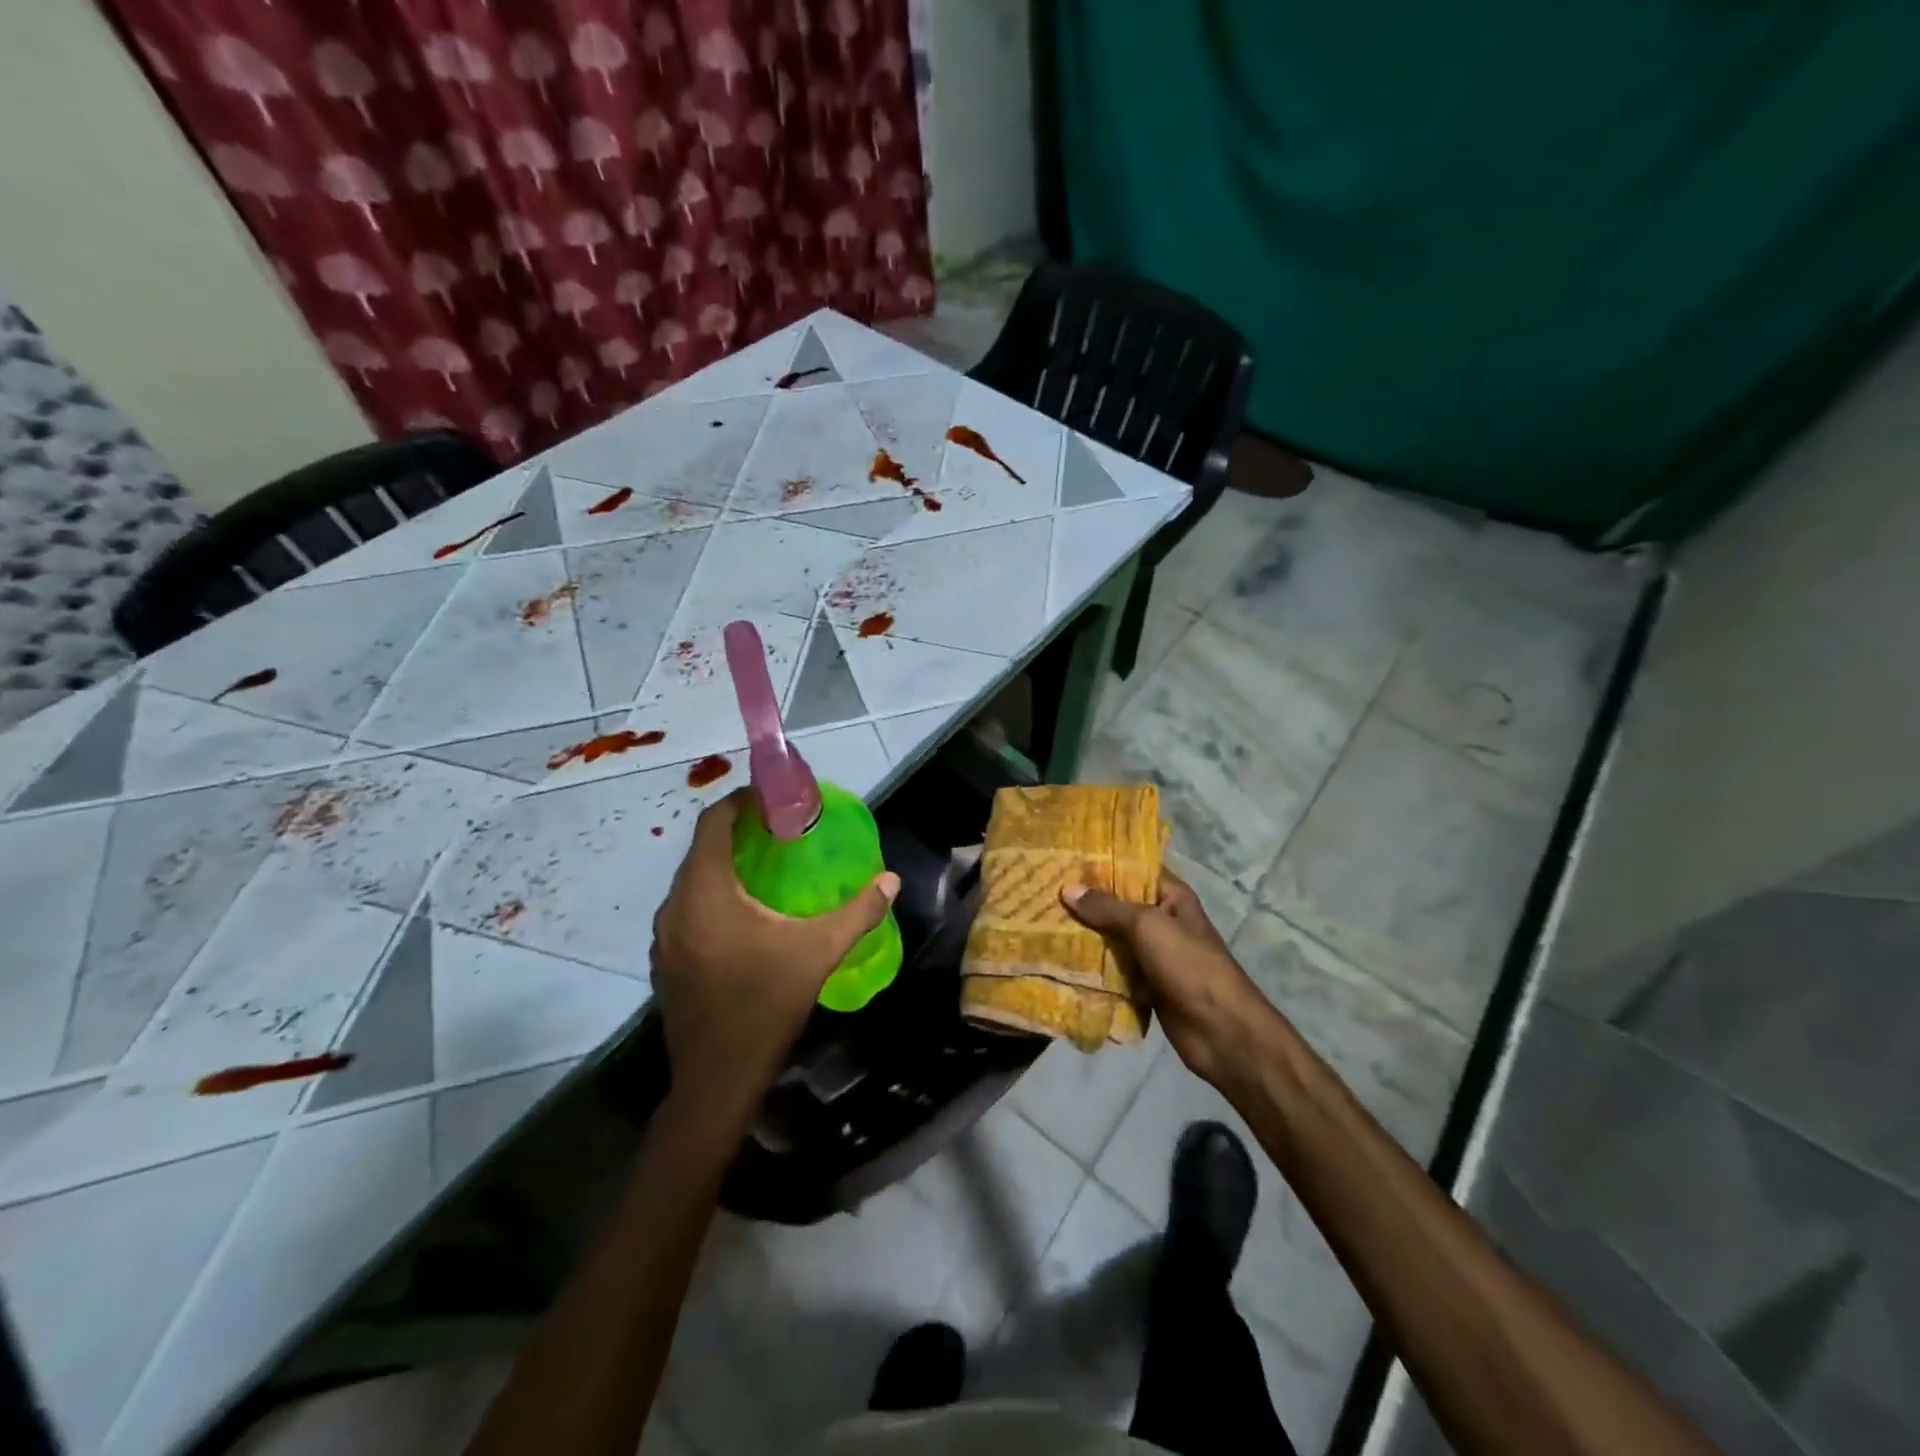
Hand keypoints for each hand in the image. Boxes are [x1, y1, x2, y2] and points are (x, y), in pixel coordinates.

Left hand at [652, 790, 899, 1116]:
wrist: (717, 1079)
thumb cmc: (765, 1003)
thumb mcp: (819, 952)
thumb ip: (858, 912)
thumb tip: (890, 881)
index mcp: (706, 891)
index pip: (713, 823)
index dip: (740, 802)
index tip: (773, 799)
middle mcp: (675, 906)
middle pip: (702, 850)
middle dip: (738, 833)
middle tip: (780, 833)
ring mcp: (664, 937)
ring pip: (693, 882)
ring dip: (725, 867)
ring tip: (766, 870)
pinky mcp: (665, 962)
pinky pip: (688, 911)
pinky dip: (713, 898)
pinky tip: (745, 919)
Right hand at [1062, 869, 1275, 1087]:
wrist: (1220, 1031)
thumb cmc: (1189, 966)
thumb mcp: (1147, 926)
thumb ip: (1107, 907)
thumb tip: (1067, 889)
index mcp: (1172, 897)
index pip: (1134, 869)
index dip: (1103, 864)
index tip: (1065, 859)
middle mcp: (1163, 920)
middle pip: (1119, 905)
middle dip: (1086, 901)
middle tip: (1044, 890)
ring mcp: (1154, 954)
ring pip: (1113, 938)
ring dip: (1086, 935)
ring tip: (1043, 922)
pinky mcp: (1146, 984)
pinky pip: (1114, 969)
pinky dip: (1093, 966)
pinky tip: (1060, 959)